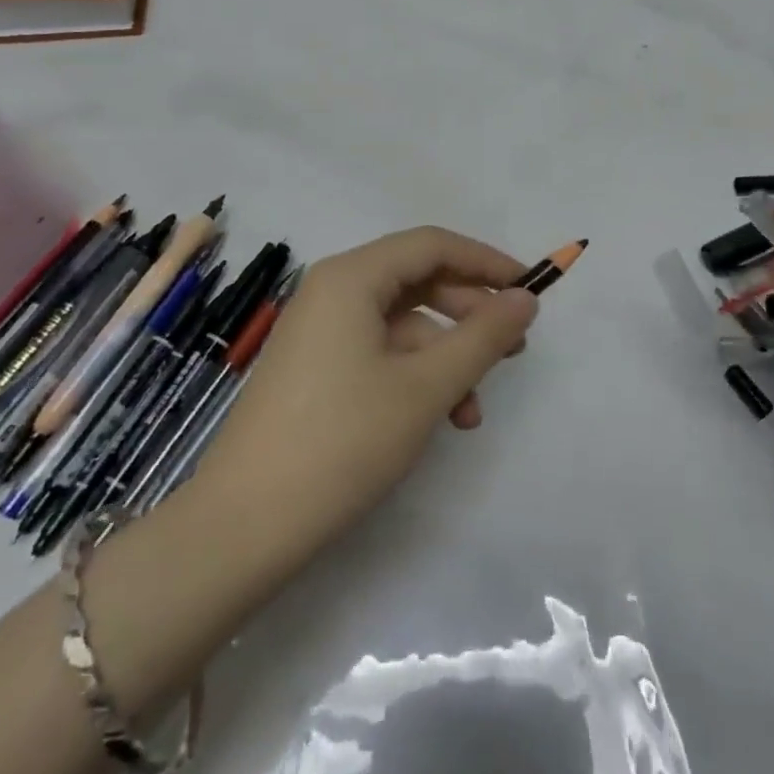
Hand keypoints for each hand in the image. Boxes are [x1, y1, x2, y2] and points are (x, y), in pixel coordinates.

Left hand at [188, 227, 538, 575]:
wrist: (242, 528)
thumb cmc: (342, 441)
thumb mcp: (426, 387)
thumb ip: (484, 336)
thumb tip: (527, 298)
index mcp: (352, 277)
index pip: (433, 245)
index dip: (487, 262)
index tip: (531, 289)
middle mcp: (332, 292)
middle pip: (418, 281)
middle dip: (471, 312)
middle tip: (514, 347)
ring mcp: (319, 332)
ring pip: (402, 324)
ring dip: (446, 356)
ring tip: (475, 408)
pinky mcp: (314, 370)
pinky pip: (378, 353)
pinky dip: (415, 376)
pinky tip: (440, 419)